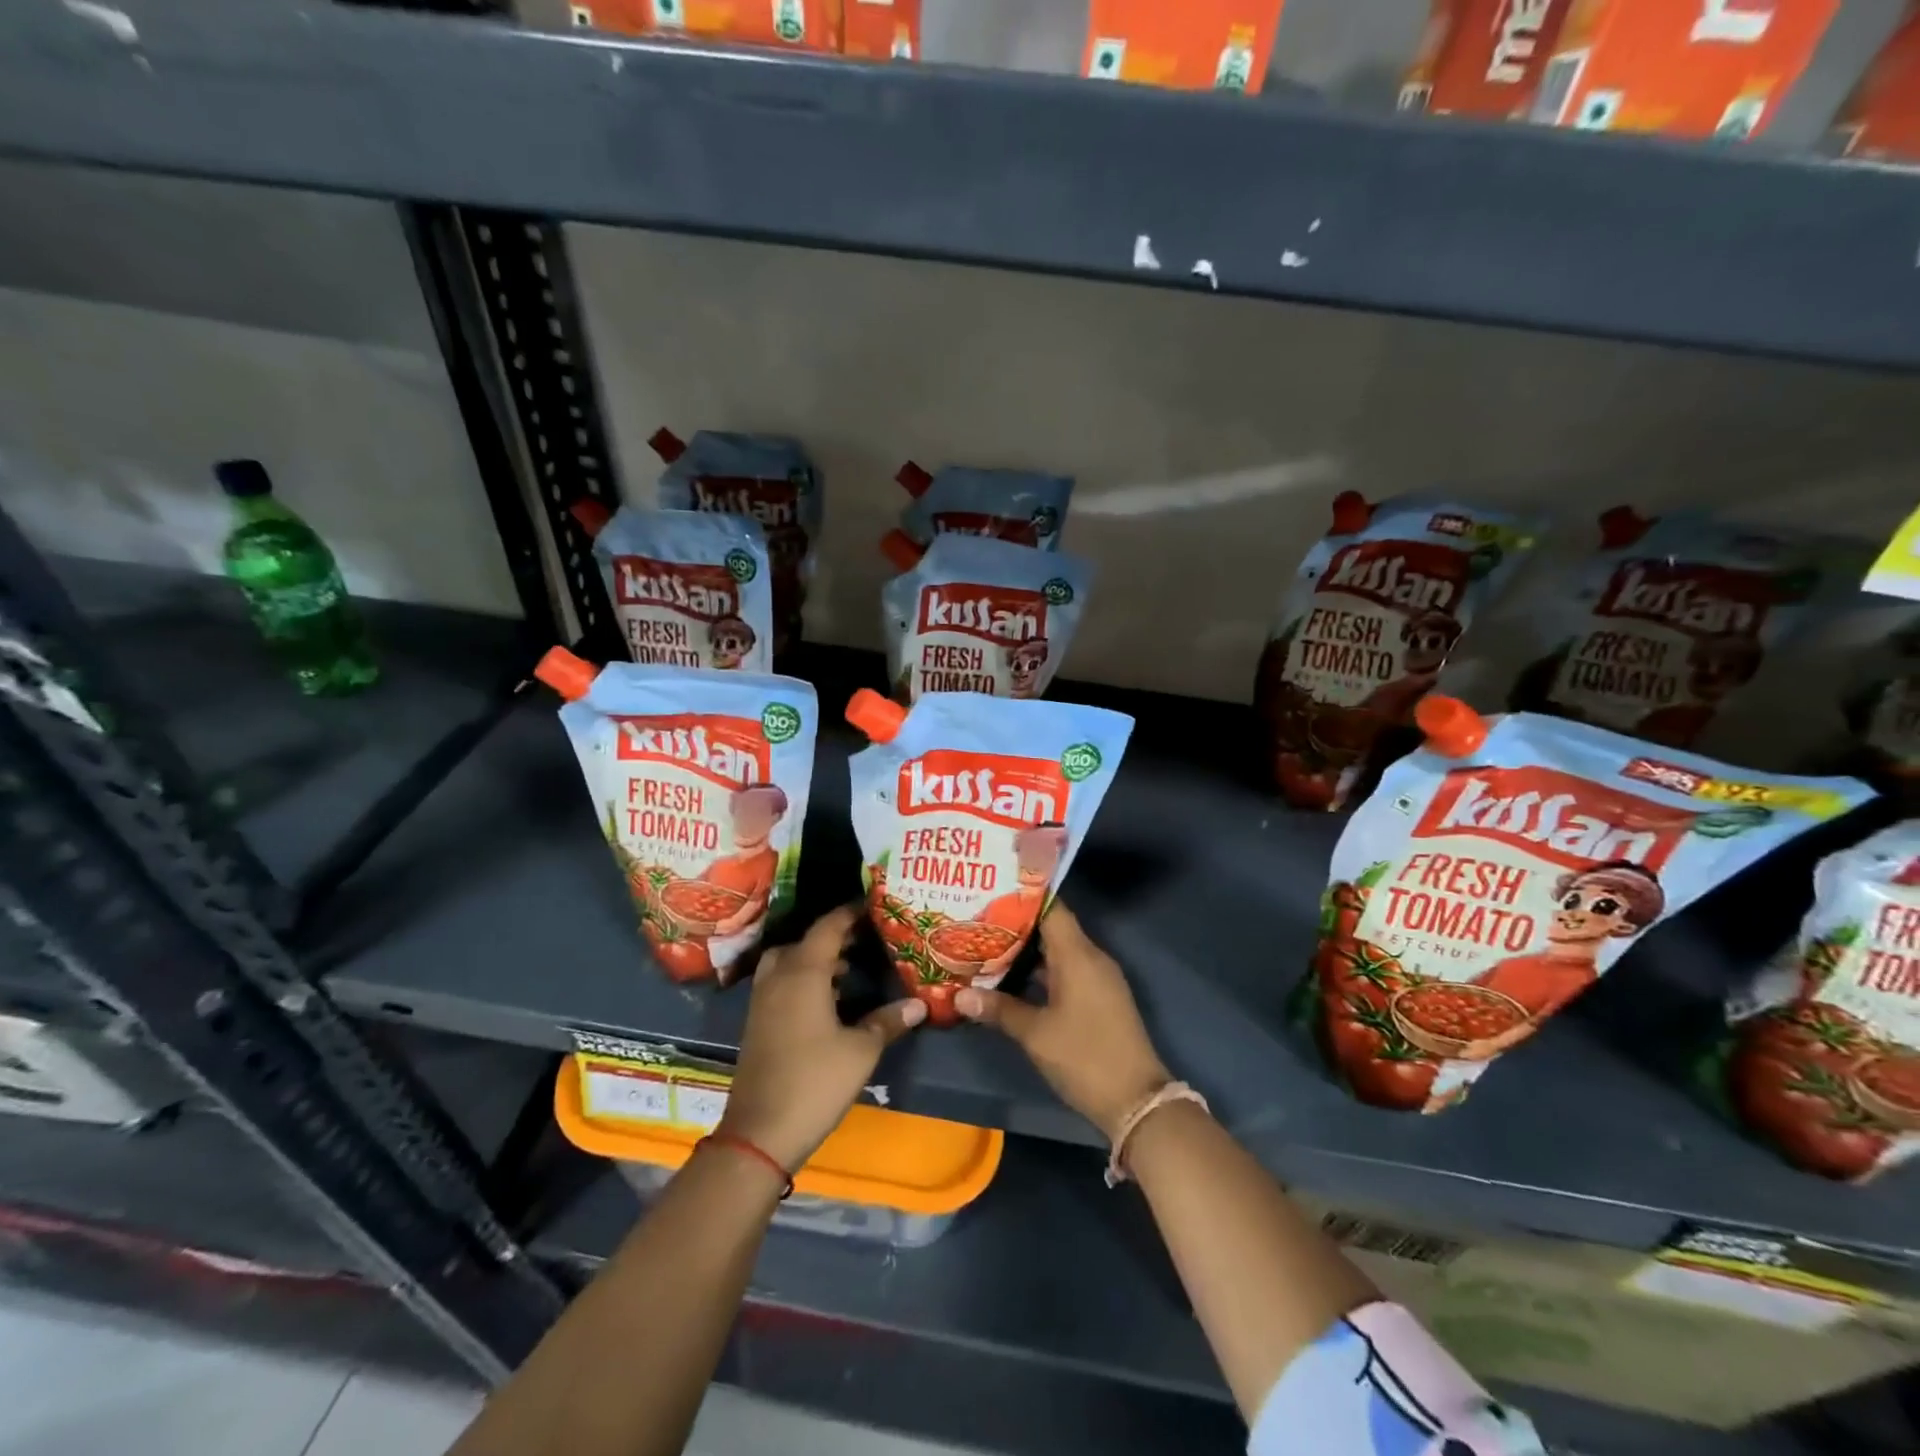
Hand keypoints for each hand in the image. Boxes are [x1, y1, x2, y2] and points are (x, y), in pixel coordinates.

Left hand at [717, 905, 925, 1170]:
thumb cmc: (815, 1081)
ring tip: (848, 969)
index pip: (828, 928)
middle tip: (862, 940)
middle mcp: (778, 977)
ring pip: (787, 963)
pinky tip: (827, 1001)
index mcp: (803, 973)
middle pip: (803, 942)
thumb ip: (888, 1021)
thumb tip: (919, 1004)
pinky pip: (780, 983)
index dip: (850, 913)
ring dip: (814, 959)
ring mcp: (762, 1001)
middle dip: (831, 937)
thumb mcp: (861, 1051)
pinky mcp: (757, 1023)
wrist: (759, 1133)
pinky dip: (802, 979)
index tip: (872, 905)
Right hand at [956, 902, 1169, 1141]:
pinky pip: (1066, 971)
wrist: (1136, 1101)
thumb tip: (960, 994)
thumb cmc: (1084, 1057)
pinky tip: (1012, 979)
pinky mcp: (1098, 999)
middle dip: (1016, 924)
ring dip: (1026, 951)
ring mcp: (1097, 979)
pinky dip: (1040, 971)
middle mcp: (1091, 958)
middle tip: (978, 918)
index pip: (1051, 908)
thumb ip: (998, 1009)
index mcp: (1078, 955)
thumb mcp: (1036, 1034)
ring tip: (987, 945)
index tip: (992, 890)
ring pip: (1057, 952)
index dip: (1023, 896)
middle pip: (1052, 928)